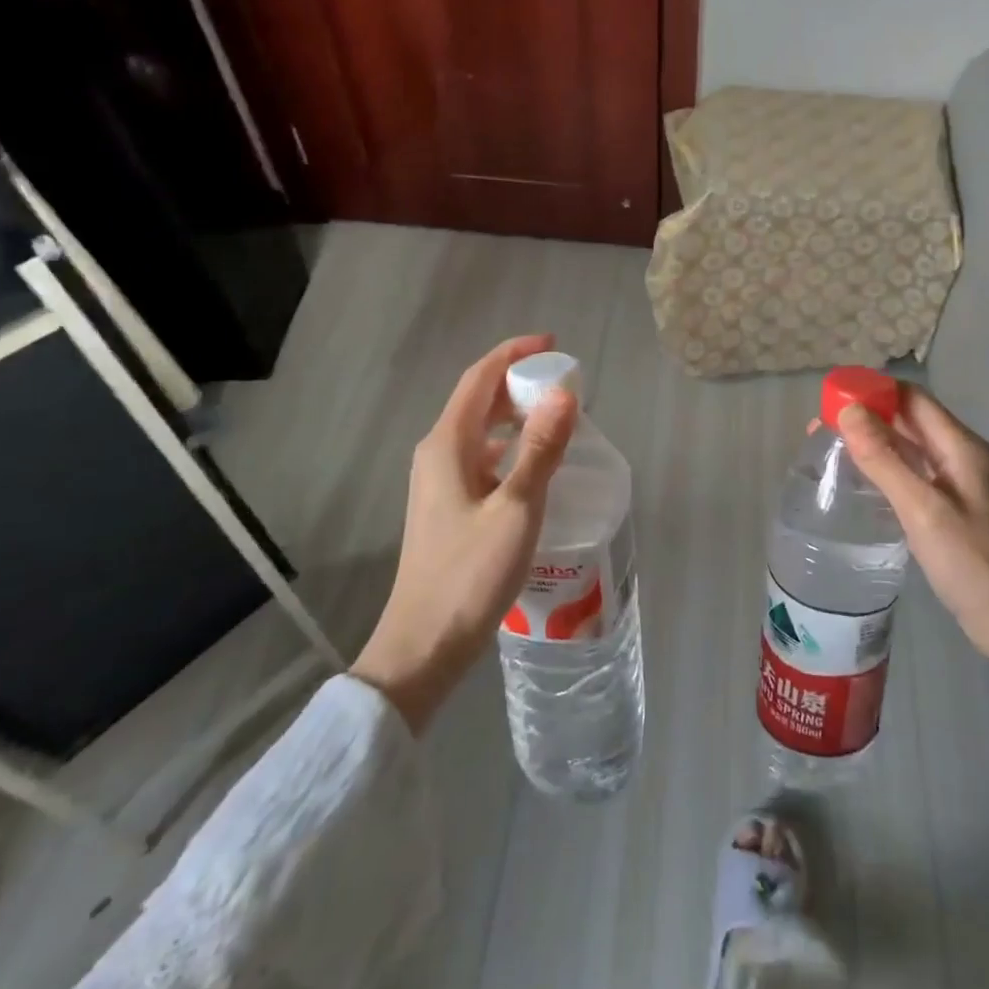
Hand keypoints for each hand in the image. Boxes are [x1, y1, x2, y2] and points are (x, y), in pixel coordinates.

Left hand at [353, 335, 577, 732]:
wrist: (424, 644)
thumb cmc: (470, 574)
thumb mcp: (517, 508)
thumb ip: (541, 449)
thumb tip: (564, 393)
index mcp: (448, 445)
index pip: (480, 378)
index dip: (514, 354)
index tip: (552, 344)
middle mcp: (437, 454)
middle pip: (478, 400)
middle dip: (518, 382)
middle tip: (564, 382)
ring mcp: (438, 481)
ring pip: (480, 430)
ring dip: (515, 415)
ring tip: (556, 418)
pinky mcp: (446, 506)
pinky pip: (481, 457)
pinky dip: (510, 447)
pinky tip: (534, 466)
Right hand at [840, 386, 988, 805]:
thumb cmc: (975, 564)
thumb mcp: (923, 509)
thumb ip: (884, 459)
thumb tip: (848, 410)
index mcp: (960, 446)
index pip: (911, 398)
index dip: (871, 392)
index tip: (828, 400)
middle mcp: (960, 456)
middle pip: (909, 420)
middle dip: (865, 417)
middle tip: (818, 429)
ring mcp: (958, 484)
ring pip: (909, 448)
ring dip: (872, 443)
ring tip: (830, 451)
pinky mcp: (952, 510)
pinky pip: (913, 475)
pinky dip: (885, 470)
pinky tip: (860, 484)